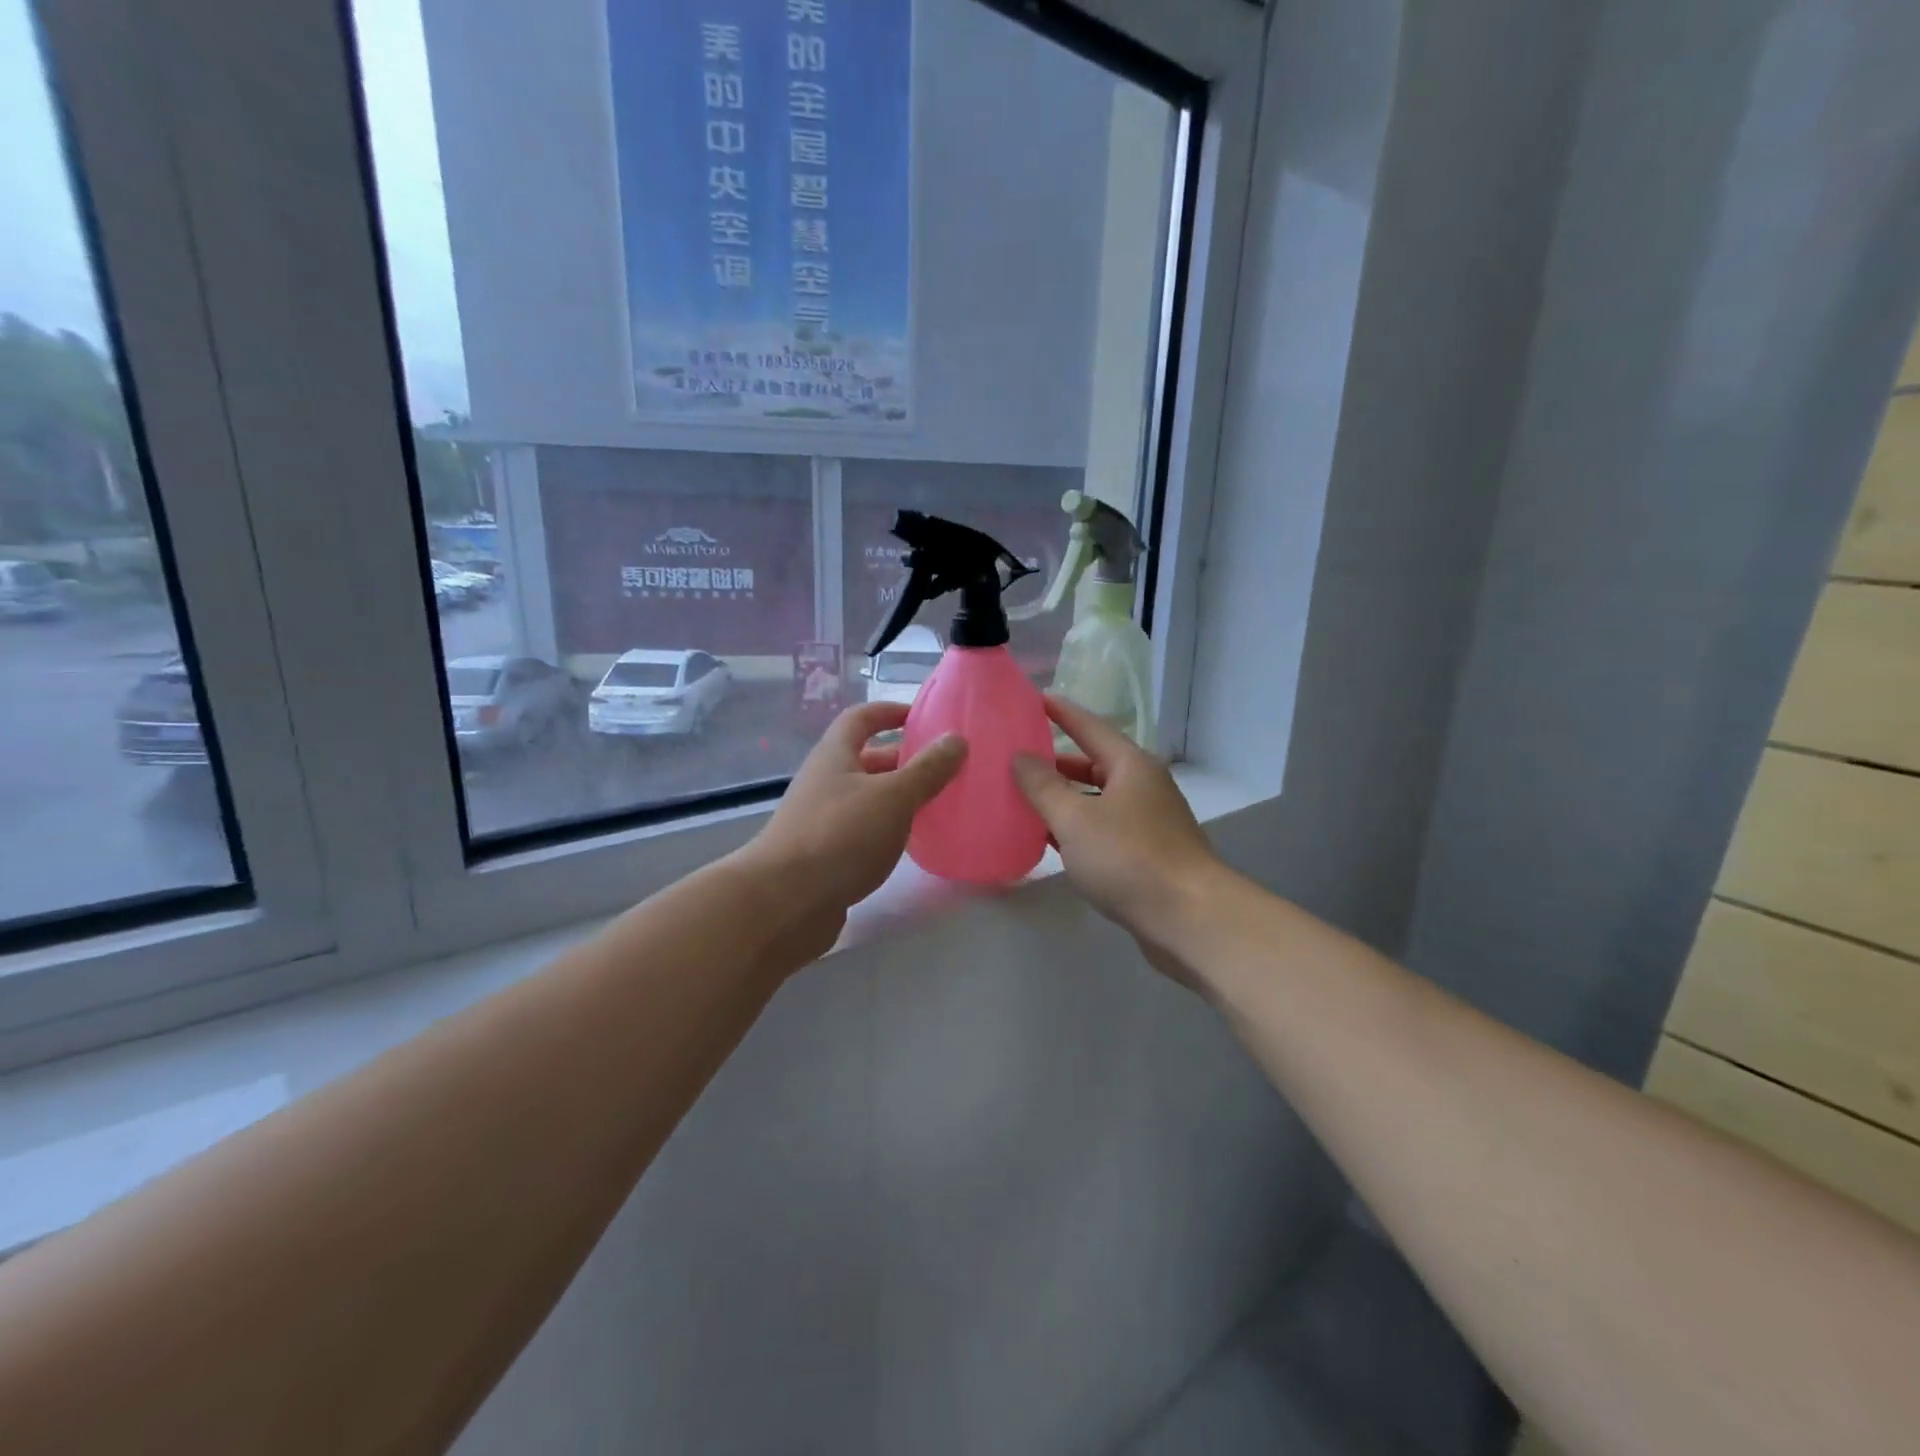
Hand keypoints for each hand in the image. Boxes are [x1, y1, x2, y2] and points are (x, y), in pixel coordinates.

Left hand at [736, 702, 965, 962]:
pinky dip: (887, 829)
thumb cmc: (840, 835)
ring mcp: (822, 820)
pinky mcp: (825, 855)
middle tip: (945, 768)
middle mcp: (825, 781)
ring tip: (937, 805)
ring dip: (898, 797)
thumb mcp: (892, 797)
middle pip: (866, 759)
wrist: (784, 902)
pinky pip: (862, 831)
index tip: (923, 716)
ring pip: (867, 798)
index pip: (861, 718)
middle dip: (904, 759)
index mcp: (835, 755)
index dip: (890, 711)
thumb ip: (927, 769)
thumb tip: (956, 739)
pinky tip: (910, 844)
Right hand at [1012, 696, 1219, 950]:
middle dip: (1056, 762)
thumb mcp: (1075, 819)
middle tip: (1016, 758)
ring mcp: (1148, 822)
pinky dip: (1076, 829)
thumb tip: (1020, 757)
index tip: (1034, 698)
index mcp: (1131, 765)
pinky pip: (1103, 830)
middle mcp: (1143, 786)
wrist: (1188, 918)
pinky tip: (1049, 840)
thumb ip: (1043, 787)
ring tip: (1023, 798)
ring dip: (1064, 799)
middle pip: (1093, 764)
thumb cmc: (1128, 858)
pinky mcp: (1147, 855)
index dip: (1061, 712)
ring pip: (1097, 800)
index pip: (1090, 726)